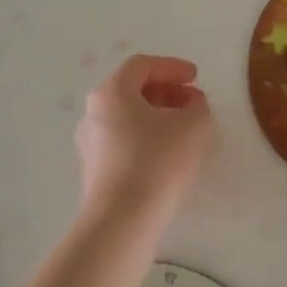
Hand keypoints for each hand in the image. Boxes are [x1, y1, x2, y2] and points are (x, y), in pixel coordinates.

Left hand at [75, 55, 213, 218]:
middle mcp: (94, 112)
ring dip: (157, 115)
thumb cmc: (157, 160)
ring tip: (184, 128)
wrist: (122, 220)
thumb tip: (191, 106)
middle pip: (132, 89)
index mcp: (112, 92)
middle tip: (193, 102)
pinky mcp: (94, 170)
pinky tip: (167, 153)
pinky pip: (122, 140)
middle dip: (166, 91)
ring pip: (127, 116)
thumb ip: (197, 107)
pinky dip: (145, 136)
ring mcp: (89, 142)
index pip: (142, 65)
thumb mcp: (193, 125)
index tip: (195, 77)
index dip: (172, 67)